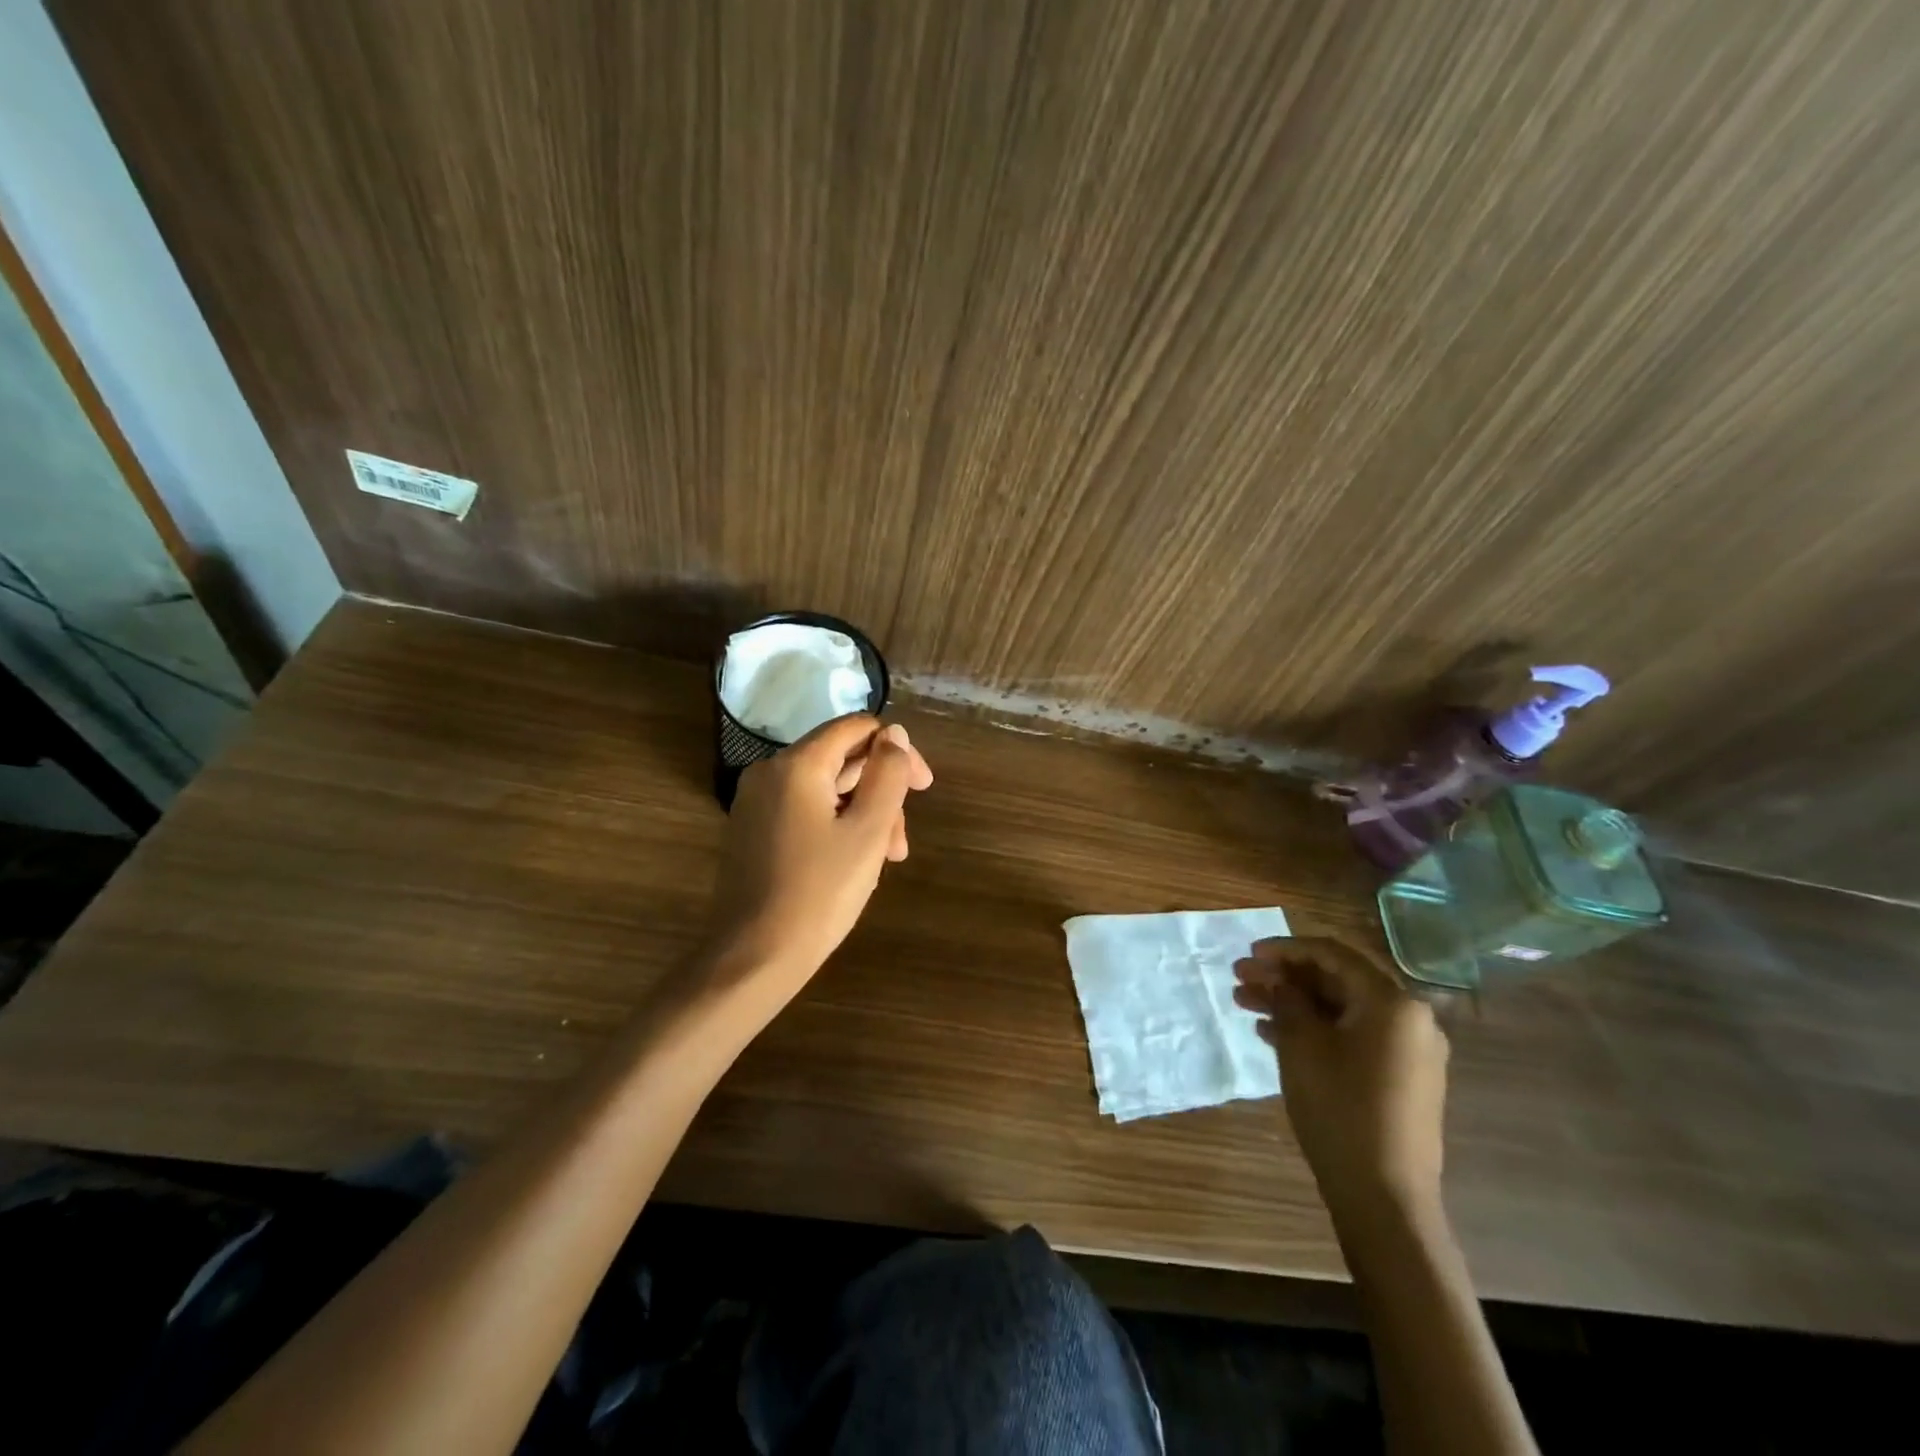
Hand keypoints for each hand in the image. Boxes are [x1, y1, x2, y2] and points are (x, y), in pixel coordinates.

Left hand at [709, 715, 932, 987]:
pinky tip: (853, 863)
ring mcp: (757, 803)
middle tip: (900, 843)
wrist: (754, 957)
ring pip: (826, 790)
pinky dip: (836, 826)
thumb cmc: (820, 892)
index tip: (923, 788)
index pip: (856, 728)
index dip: (898, 750)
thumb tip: (896, 734)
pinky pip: (805, 810)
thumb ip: (887, 774)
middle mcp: (770, 772)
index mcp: (797, 764)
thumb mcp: (868, 831)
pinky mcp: (752, 830)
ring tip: (886, 860)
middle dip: (881, 792)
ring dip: (863, 815)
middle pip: (842, 761)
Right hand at [1235, 937, 1448, 1220]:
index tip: (1249, 953)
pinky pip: (1352, 1036)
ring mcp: (1407, 1050)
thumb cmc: (1340, 1107)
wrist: (1383, 1196)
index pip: (1333, 954)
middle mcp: (1410, 1018)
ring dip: (1293, 1002)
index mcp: (1393, 1002)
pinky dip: (1314, 1028)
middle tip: (1240, 977)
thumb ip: (1286, 998)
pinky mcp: (1399, 1078)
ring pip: (1340, 1009)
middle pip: (1337, 980)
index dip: (1286, 948)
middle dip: (1284, 976)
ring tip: (1244, 1002)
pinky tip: (1271, 1032)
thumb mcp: (1301, 1044)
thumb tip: (1276, 978)